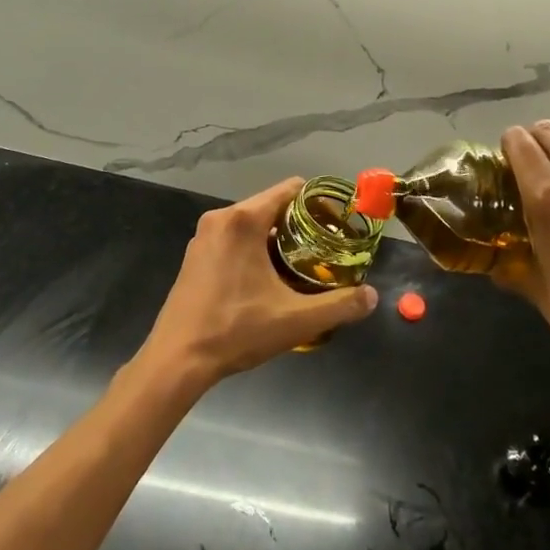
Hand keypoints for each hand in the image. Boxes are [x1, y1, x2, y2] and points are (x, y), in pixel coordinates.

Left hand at [138, 178, 378, 389]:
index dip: (318, 201)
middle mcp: (222, 218)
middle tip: (325, 249)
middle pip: (271, 205)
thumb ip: (339, 305)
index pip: (290, 189)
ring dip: (277, 238)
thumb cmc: (236, 330)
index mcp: (244, 220)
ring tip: (302, 264)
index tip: (338, 222)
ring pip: (251, 223)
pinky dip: (254, 247)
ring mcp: (204, 235)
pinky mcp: (195, 254)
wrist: (177, 359)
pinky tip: (267, 278)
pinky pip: (233, 237)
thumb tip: (373, 297)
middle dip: (300, 224)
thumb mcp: (295, 320)